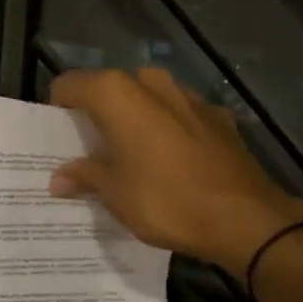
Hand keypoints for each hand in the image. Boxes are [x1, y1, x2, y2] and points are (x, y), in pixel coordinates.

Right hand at [48, 68, 302, 271]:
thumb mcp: (114, 193)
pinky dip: (167, 130)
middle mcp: (151, 83)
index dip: (58, 110)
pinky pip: (178, 115)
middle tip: (90, 150)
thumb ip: (84, 176)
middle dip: (98, 114)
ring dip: (134, 120)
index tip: (57, 138)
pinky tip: (170, 163)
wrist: (245, 218)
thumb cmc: (165, 200)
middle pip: (109, 89)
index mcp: (117, 93)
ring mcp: (189, 96)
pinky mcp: (217, 116)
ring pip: (146, 99)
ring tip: (129, 156)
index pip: (69, 85)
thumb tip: (58, 178)